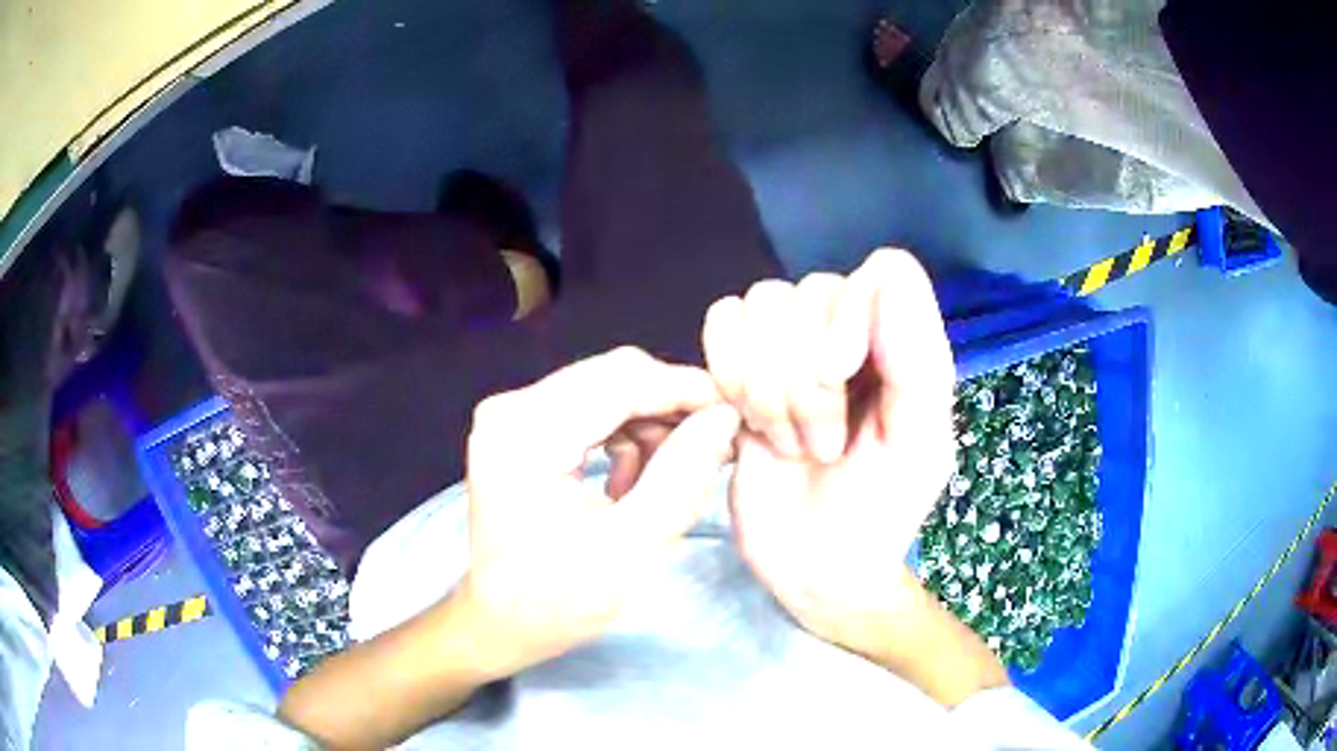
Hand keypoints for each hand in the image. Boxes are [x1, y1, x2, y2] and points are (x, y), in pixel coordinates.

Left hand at [458, 346, 739, 679]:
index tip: (736, 414)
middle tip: (713, 448)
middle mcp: (511, 406)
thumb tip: (723, 417)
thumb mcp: (633, 547)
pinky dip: (622, 437)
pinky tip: (628, 483)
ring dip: (648, 426)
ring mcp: (510, 413)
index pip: (623, 381)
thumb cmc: (558, 600)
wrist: (499, 622)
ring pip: (606, 389)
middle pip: (613, 376)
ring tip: (666, 479)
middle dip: (670, 409)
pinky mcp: (517, 427)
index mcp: (527, 433)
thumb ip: (683, 475)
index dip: (687, 390)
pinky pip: (588, 409)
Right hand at [702, 249, 957, 662]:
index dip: (853, 313)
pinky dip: (727, 373)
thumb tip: (886, 280)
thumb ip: (918, 363)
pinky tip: (745, 423)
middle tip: (822, 446)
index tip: (839, 376)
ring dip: (766, 388)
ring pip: (760, 304)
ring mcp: (789, 346)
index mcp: (902, 343)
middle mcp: (847, 330)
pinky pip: (720, 322)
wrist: (814, 568)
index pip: (883, 272)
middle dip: (806, 384)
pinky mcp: (737, 368)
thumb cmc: (878, 512)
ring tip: (789, 443)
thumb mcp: (920, 447)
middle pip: (809, 291)